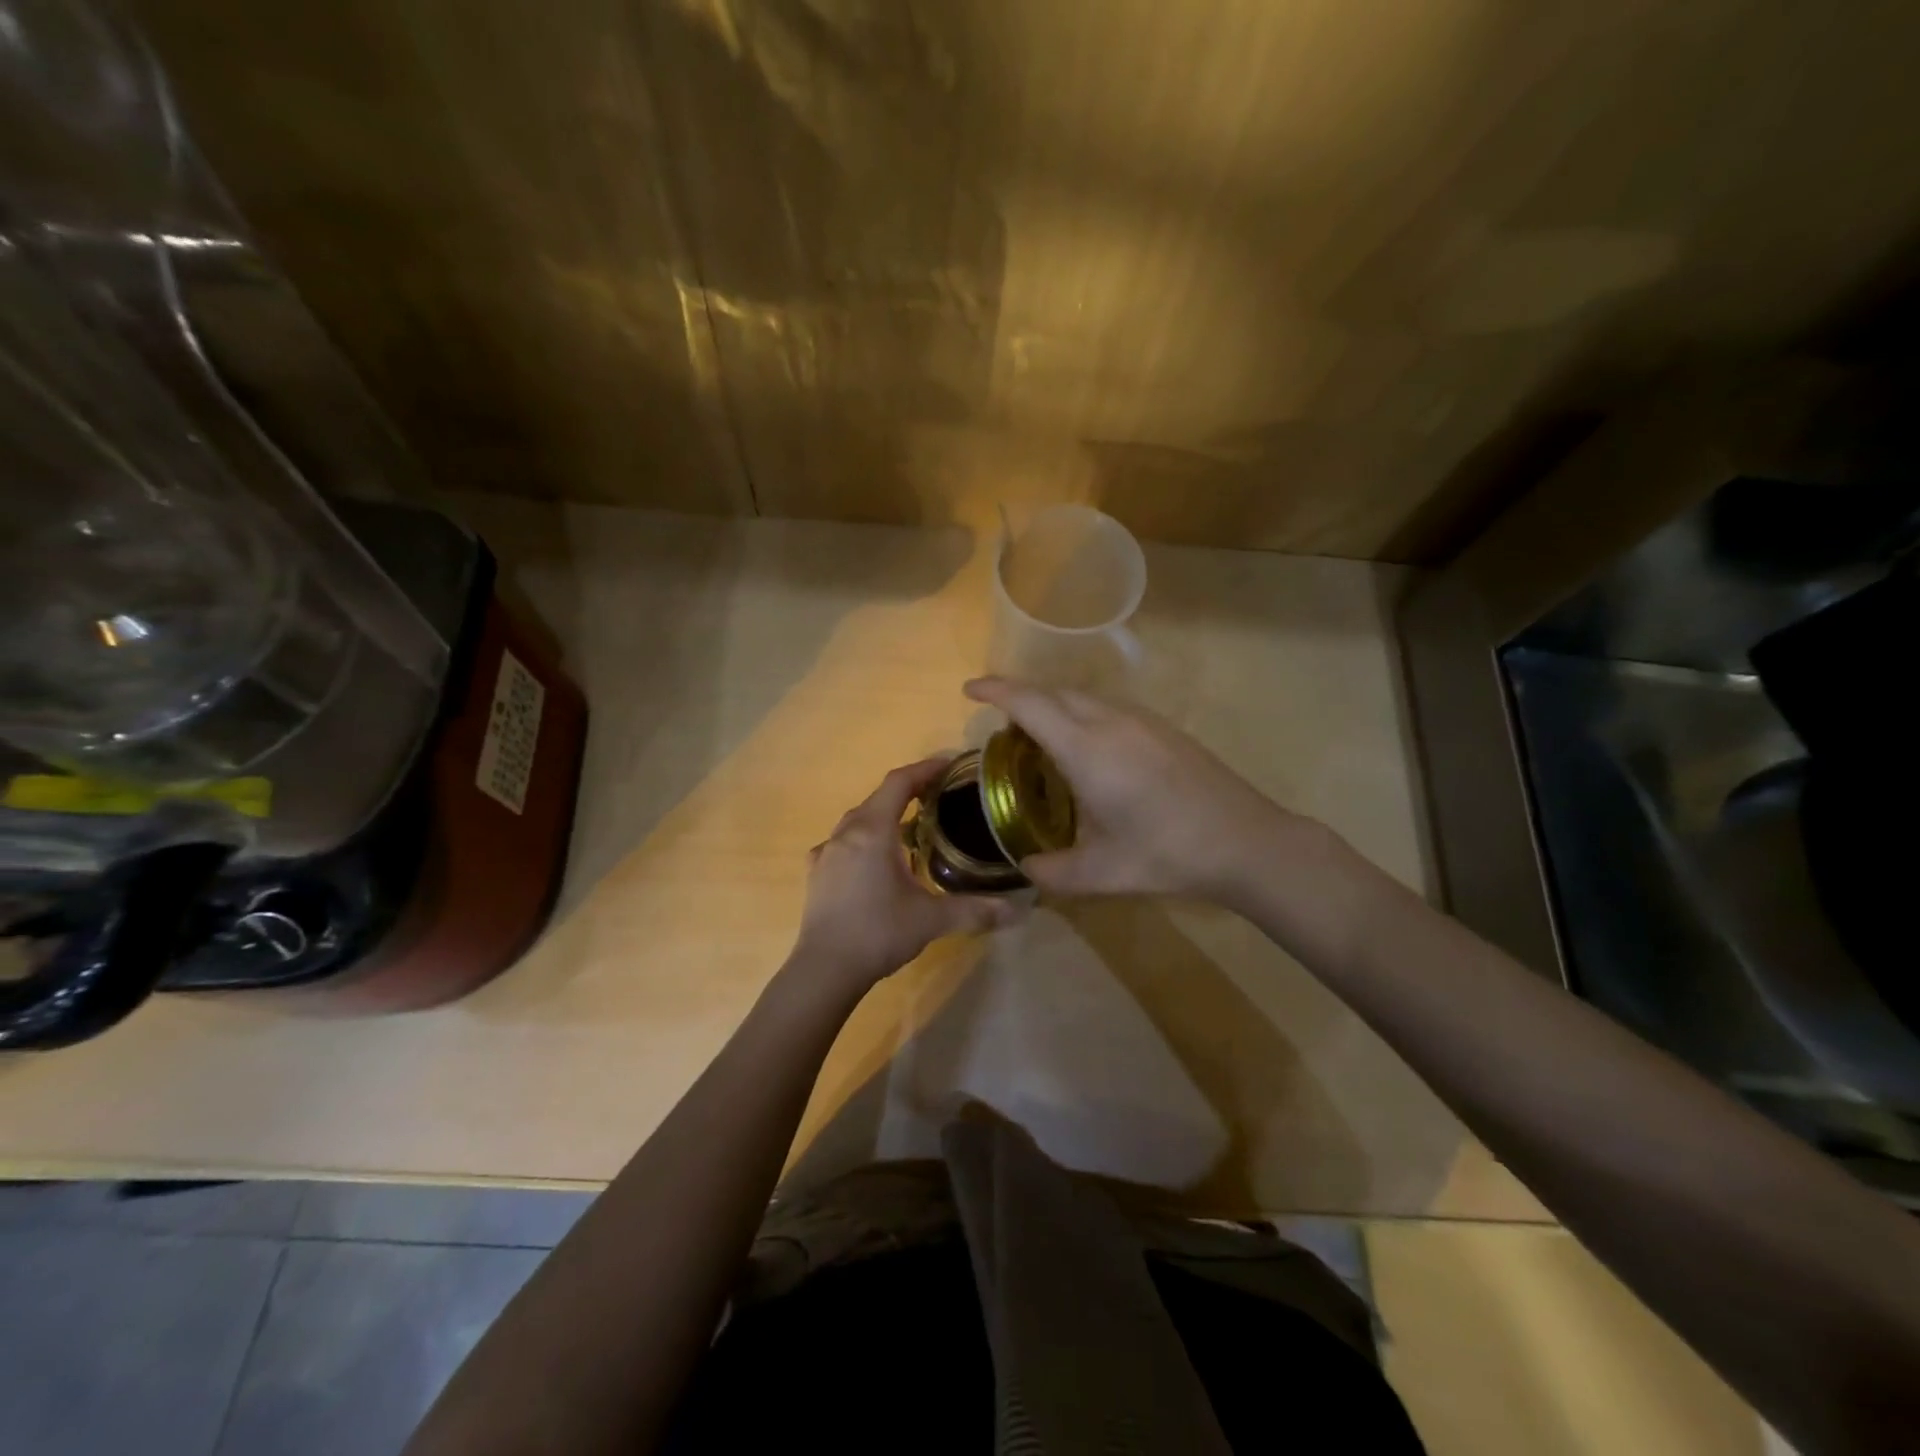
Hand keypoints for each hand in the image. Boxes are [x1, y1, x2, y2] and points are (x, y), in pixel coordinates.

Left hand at [791, 757, 1013, 991]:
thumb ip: (976, 909)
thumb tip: (1018, 910)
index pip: (899, 782)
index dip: (924, 768)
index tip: (949, 764)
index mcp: (873, 831)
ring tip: (910, 829)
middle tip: (938, 797)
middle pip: (878, 798)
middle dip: (908, 791)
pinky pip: (842, 843)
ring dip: (884, 816)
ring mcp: (826, 852)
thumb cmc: (878, 933)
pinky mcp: (816, 873)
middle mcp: (846, 833)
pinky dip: (863, 841)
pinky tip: (873, 862)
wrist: (824, 970)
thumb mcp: (932, 920)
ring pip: (858, 820)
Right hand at [964, 676, 1311, 904]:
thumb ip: (1052, 871)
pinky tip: (1085, 749)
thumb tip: (1025, 869)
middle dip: (1019, 697)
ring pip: (1083, 698)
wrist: (1246, 841)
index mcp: (1087, 749)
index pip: (1029, 704)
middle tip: (998, 723)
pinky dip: (1079, 715)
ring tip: (1036, 737)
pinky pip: (1107, 708)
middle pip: (1054, 693)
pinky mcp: (1163, 729)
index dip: (996, 691)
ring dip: (1052, 706)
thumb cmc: (1167, 854)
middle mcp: (1111, 722)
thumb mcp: (1101, 873)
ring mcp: (1142, 721)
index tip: (969, 690)